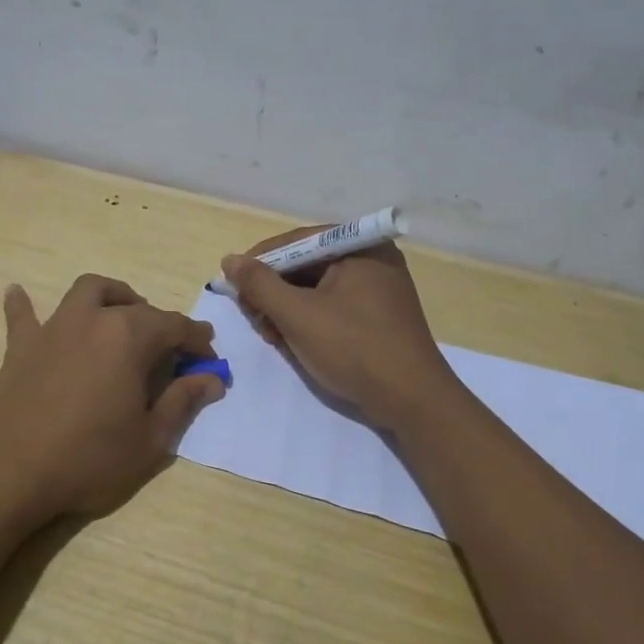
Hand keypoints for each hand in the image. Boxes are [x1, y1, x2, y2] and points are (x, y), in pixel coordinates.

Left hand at [0, 274, 225, 522]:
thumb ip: (182, 402)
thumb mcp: (151, 440)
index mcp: (129, 338)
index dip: (197, 342)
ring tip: (119, 314)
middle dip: (160, 323)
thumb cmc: (89, 459)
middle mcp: (92, 320)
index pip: (175, 327)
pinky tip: (17, 293)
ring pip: (87, 292)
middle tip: (170, 351)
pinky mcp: (20, 347)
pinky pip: (23, 316)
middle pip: (135, 308)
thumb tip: (211, 379)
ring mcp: (53, 329)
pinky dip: (24, 304)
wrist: (10, 474)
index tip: (209, 360)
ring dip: (110, 297)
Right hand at [222, 230, 458, 431]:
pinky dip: (308, 321)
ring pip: (316, 289)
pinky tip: (293, 343)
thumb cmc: (354, 349)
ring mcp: (377, 289)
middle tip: (253, 318)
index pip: (296, 241)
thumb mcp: (298, 315)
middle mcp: (371, 259)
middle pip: (305, 265)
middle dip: (274, 291)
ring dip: (287, 310)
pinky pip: (332, 306)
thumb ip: (260, 284)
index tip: (232, 285)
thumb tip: (229, 260)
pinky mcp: (377, 316)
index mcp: (359, 247)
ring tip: (271, 336)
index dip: (259, 261)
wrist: (413, 402)